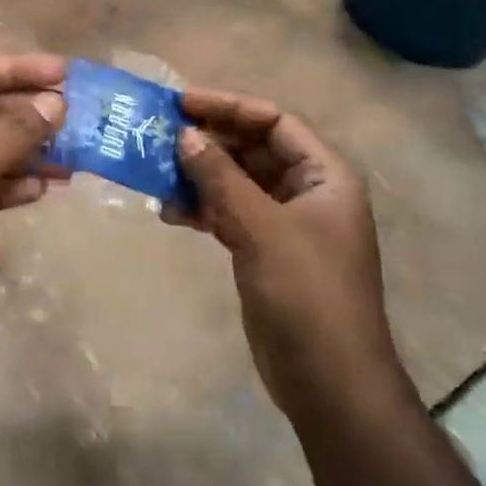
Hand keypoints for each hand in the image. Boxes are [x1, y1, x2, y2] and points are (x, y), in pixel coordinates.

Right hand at [171, 89, 410, 424]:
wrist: (329, 382)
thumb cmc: (306, 294)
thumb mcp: (261, 227)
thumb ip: (220, 177)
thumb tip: (185, 134)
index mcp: (325, 175)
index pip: (274, 121)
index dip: (229, 106)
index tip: (182, 103)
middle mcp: (308, 191)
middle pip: (254, 148)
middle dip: (209, 141)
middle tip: (161, 134)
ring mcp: (286, 223)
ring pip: (237, 182)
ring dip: (200, 176)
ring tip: (156, 172)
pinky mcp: (265, 250)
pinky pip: (230, 213)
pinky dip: (202, 209)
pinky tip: (169, 212)